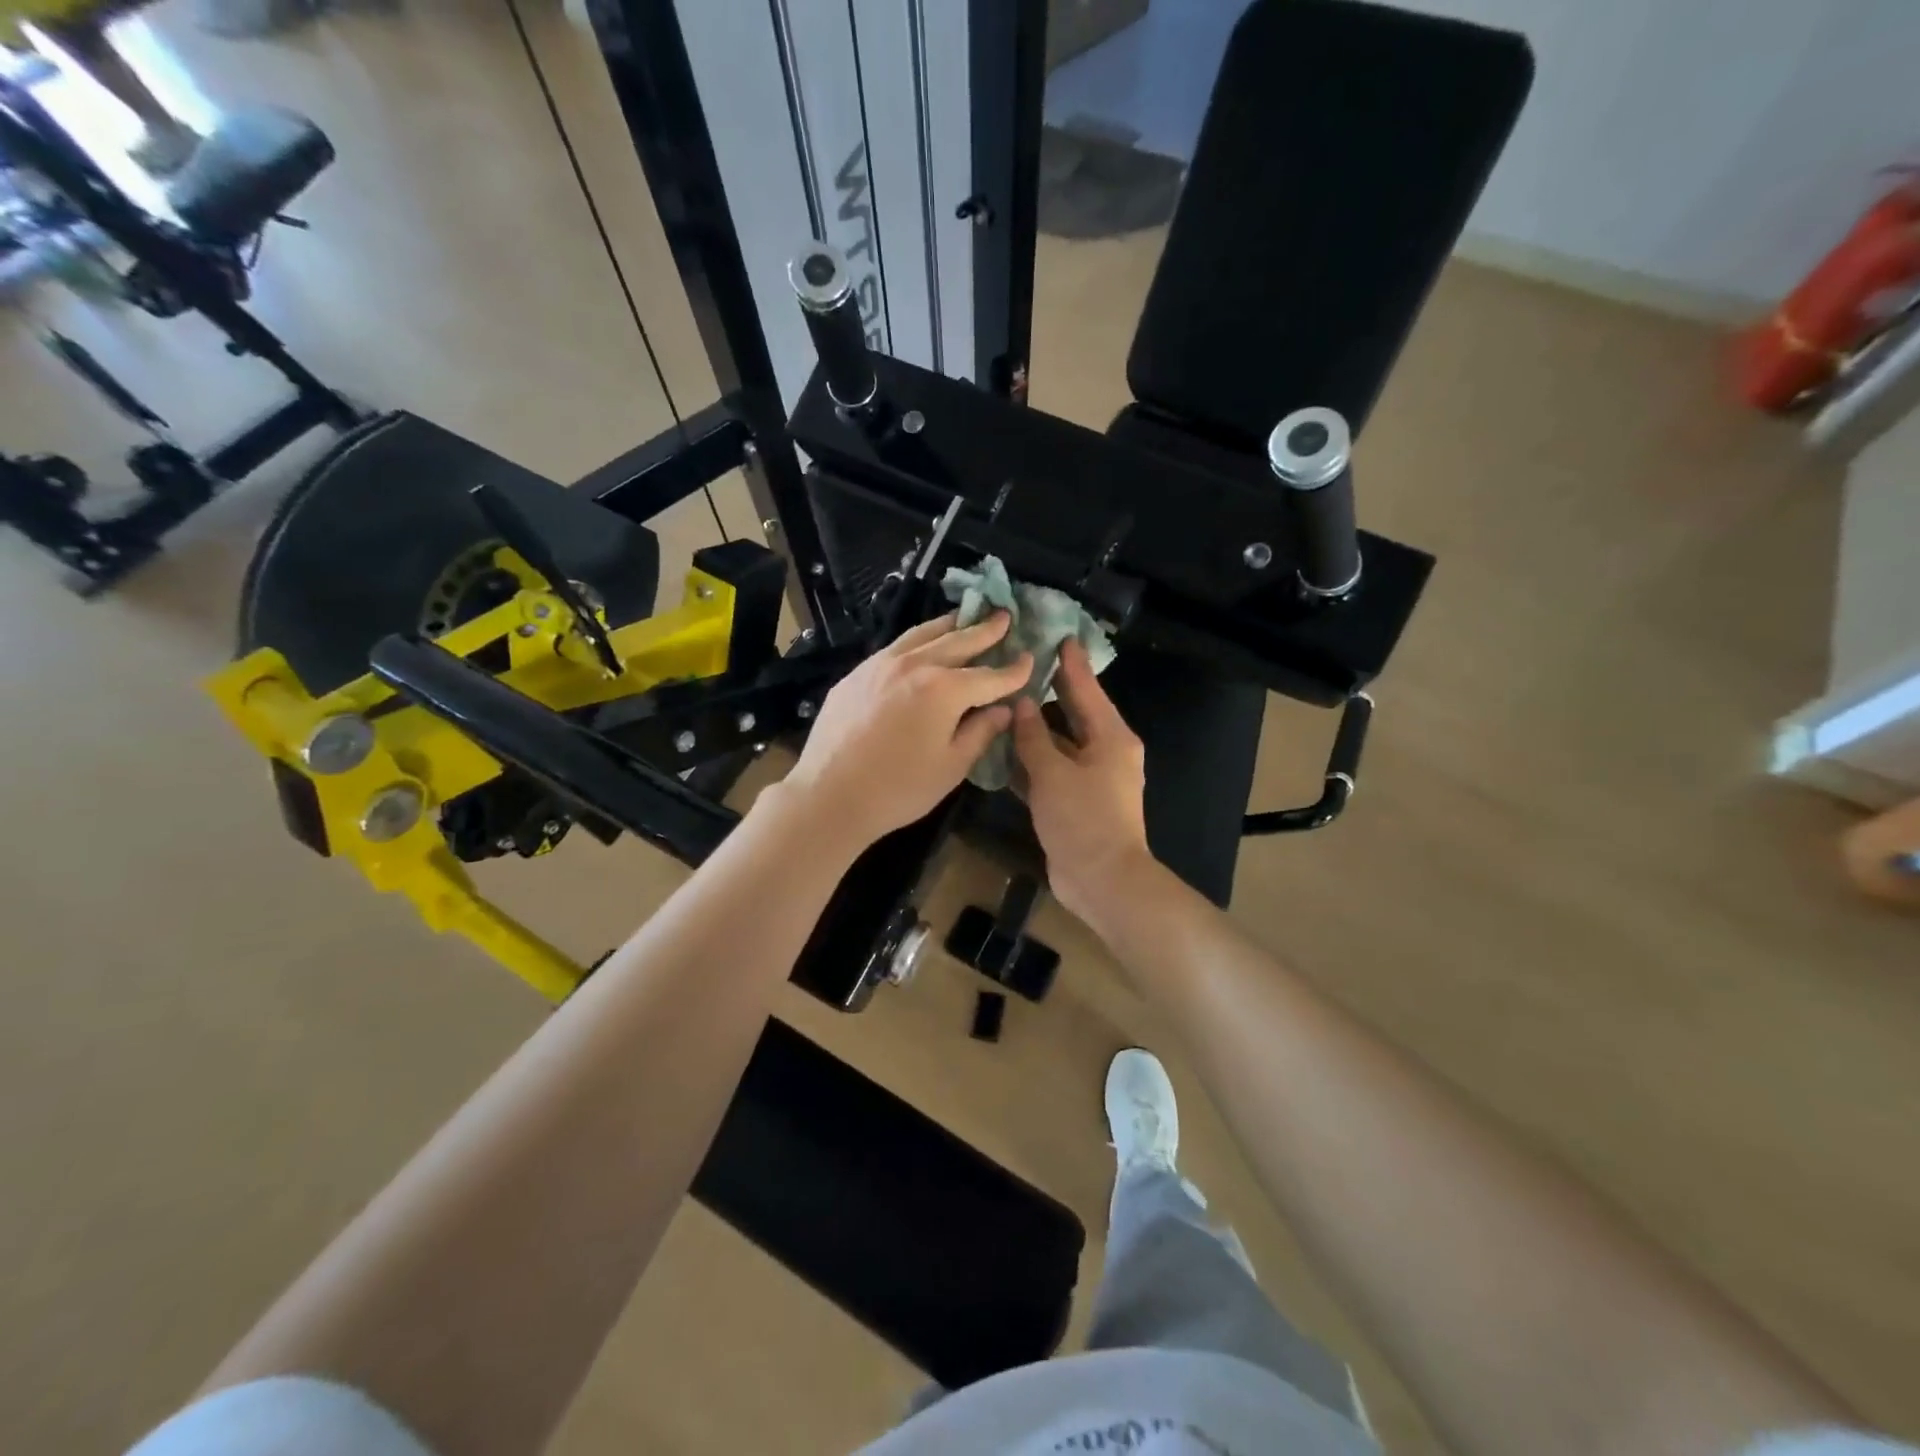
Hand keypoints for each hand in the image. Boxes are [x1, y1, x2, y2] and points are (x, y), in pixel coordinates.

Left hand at [783, 612, 1031, 850]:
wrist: (830, 794)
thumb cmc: (899, 789)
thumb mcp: (951, 766)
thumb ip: (981, 732)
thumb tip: (1002, 709)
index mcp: (944, 689)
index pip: (990, 675)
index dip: (1014, 670)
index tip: (1031, 658)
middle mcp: (915, 665)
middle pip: (958, 641)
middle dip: (985, 631)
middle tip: (1004, 616)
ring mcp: (881, 664)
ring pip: (923, 634)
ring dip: (950, 625)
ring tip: (966, 617)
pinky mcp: (857, 673)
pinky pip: (896, 647)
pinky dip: (918, 640)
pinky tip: (922, 644)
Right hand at [1011, 638, 1154, 927]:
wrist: (1102, 881)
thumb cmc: (1083, 820)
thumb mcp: (1053, 773)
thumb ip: (1034, 736)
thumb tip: (1021, 703)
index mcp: (1110, 737)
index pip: (1087, 689)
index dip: (1071, 663)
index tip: (1057, 635)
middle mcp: (1104, 752)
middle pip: (1073, 713)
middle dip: (1050, 691)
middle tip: (1022, 664)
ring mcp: (1090, 779)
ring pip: (1058, 743)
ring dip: (1034, 729)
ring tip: (1003, 702)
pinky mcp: (1075, 802)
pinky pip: (1051, 771)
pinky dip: (1030, 761)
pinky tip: (1002, 750)